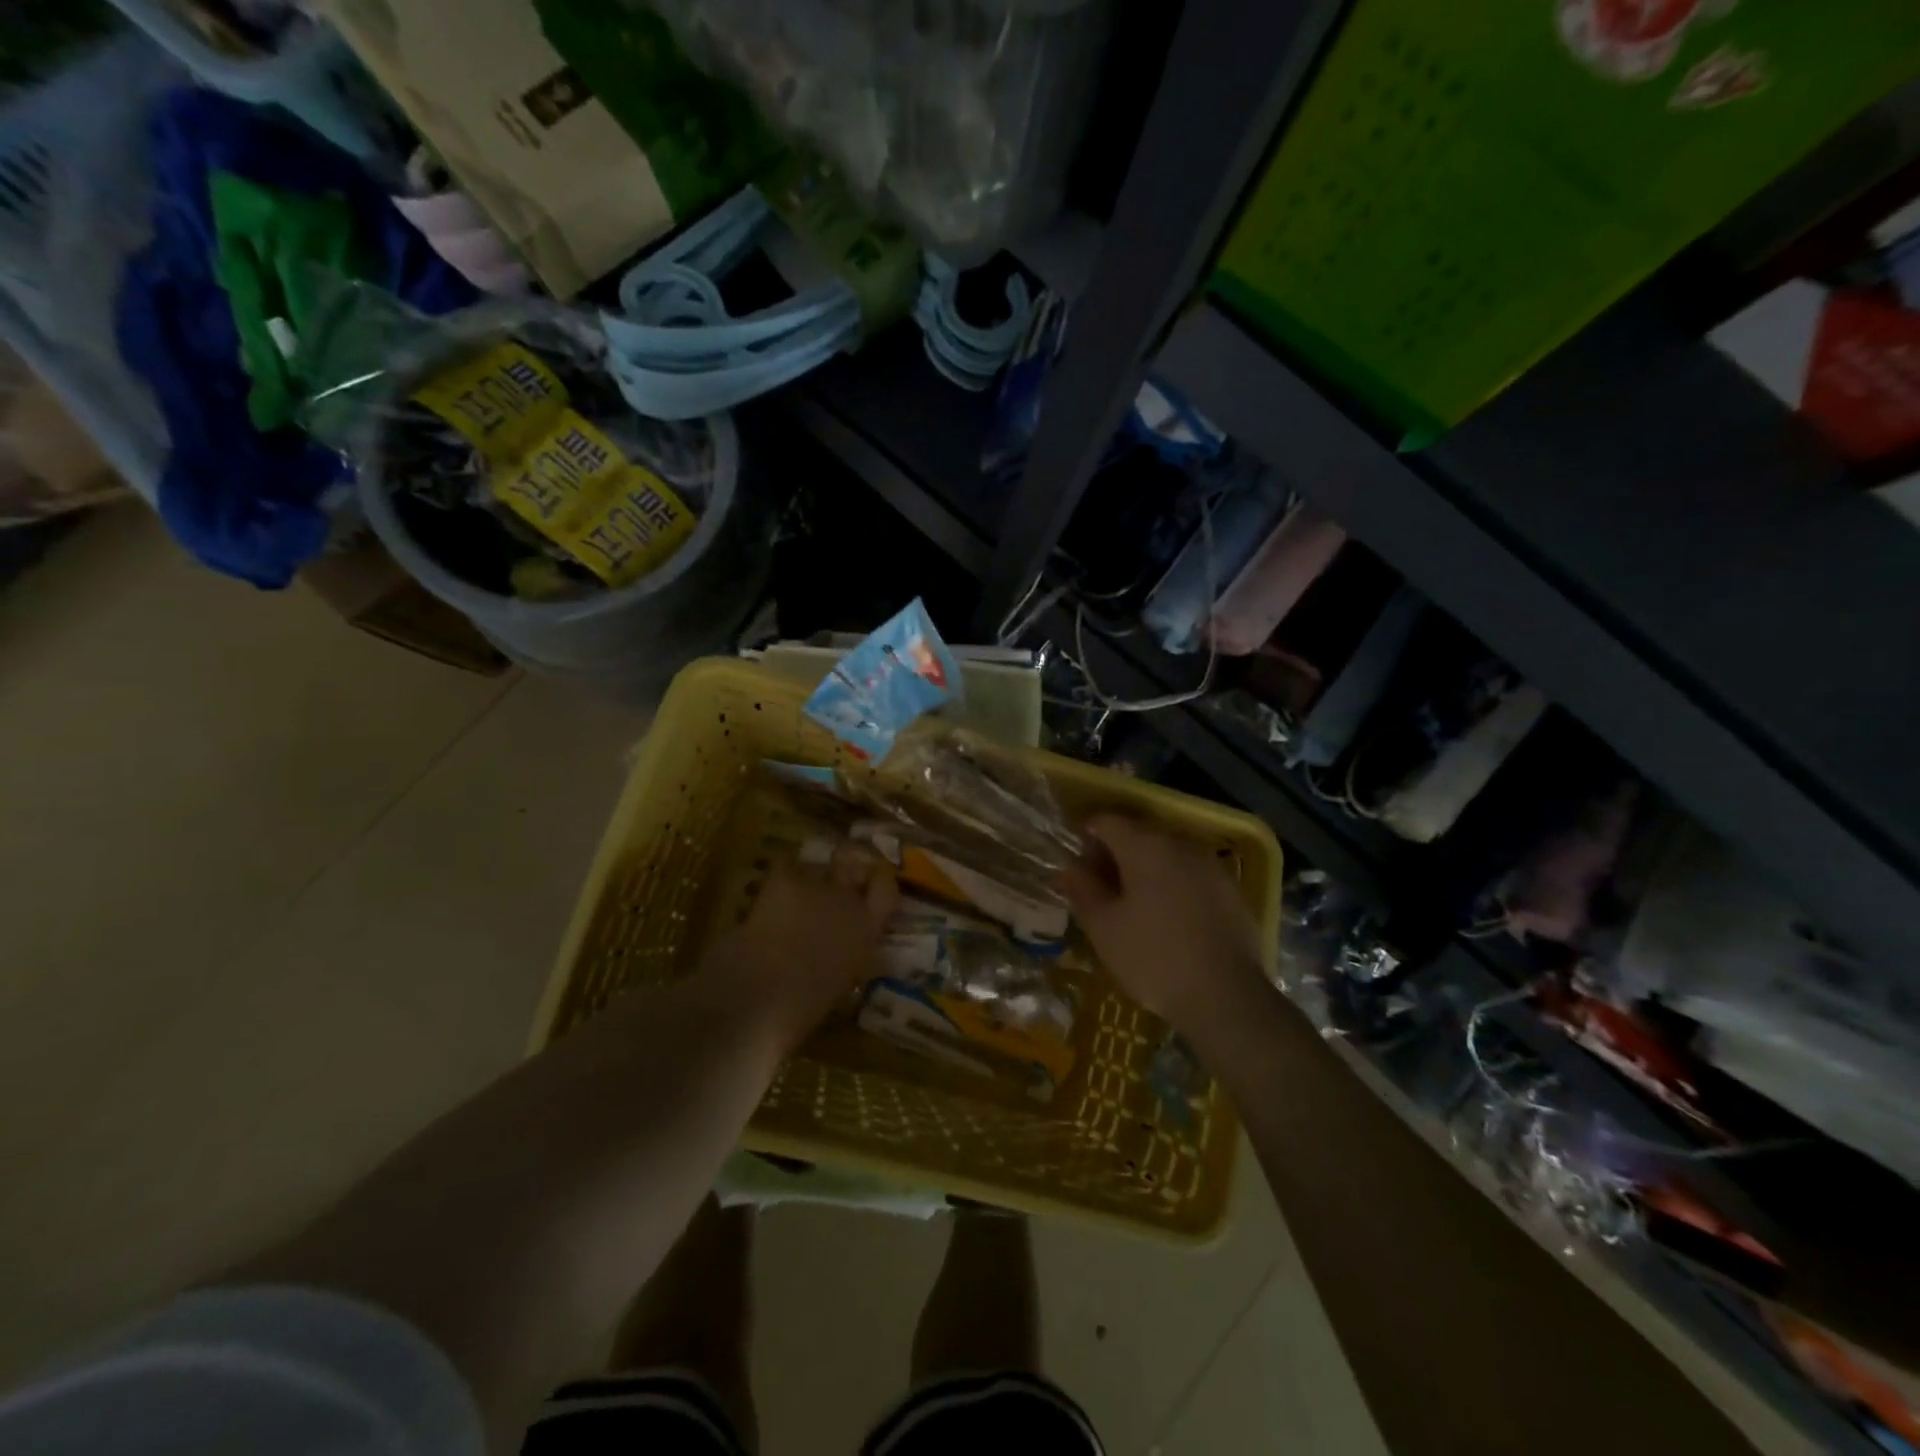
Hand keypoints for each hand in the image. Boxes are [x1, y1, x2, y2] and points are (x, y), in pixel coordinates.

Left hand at [701, 849, 898, 1050]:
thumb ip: (848, 955)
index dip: (879, 881)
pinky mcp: (783, 880)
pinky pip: (784, 864)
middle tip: (833, 877)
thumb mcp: (842, 981)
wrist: (764, 993)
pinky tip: (771, 885)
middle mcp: (848, 900)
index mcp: (867, 929)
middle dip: (846, 868)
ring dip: (809, 877)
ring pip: (817, 866)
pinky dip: (779, 872)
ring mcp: (817, 885)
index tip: (871, 883)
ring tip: (794, 889)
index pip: (886, 889)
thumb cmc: (806, 1004)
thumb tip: (842, 950)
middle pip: (854, 865)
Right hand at [1060, 815, 1268, 1035]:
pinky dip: (1173, 884)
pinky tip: (1169, 919)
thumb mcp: (1104, 928)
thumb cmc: (1154, 958)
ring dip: (1145, 869)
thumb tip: (1070, 869)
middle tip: (1101, 892)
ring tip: (1134, 907)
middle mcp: (1181, 843)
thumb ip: (1082, 890)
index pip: (1106, 821)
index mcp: (1145, 845)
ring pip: (1167, 853)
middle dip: (1115, 855)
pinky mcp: (1231, 888)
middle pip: (1138, 834)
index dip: (1086, 839)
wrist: (1227, 998)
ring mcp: (1211, 864)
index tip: (1078, 869)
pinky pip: (1191, 873)